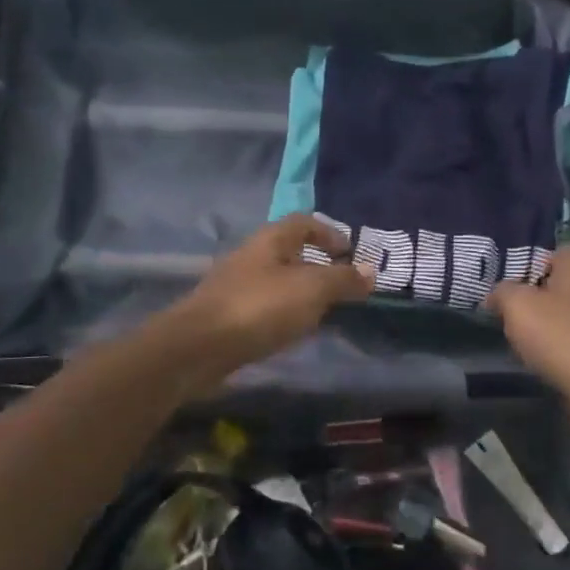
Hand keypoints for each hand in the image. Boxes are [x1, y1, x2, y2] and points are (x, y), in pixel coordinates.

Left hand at [169, 215, 374, 381]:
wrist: (198, 347)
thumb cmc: (260, 307)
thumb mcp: (312, 290)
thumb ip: (343, 279)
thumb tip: (372, 270)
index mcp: (271, 239)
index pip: (304, 222)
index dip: (330, 233)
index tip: (350, 253)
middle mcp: (252, 256)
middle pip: (290, 251)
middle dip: (318, 265)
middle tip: (344, 285)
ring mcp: (237, 286)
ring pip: (278, 281)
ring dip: (302, 291)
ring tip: (325, 311)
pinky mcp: (228, 315)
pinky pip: (265, 306)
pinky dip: (285, 313)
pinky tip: (294, 331)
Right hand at [487, 247, 569, 402]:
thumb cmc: (559, 336)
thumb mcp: (516, 307)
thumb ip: (502, 292)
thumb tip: (497, 294)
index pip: (552, 254)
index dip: (528, 272)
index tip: (512, 296)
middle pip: (566, 282)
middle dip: (543, 298)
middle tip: (520, 319)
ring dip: (559, 323)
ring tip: (536, 344)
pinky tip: (559, 360)